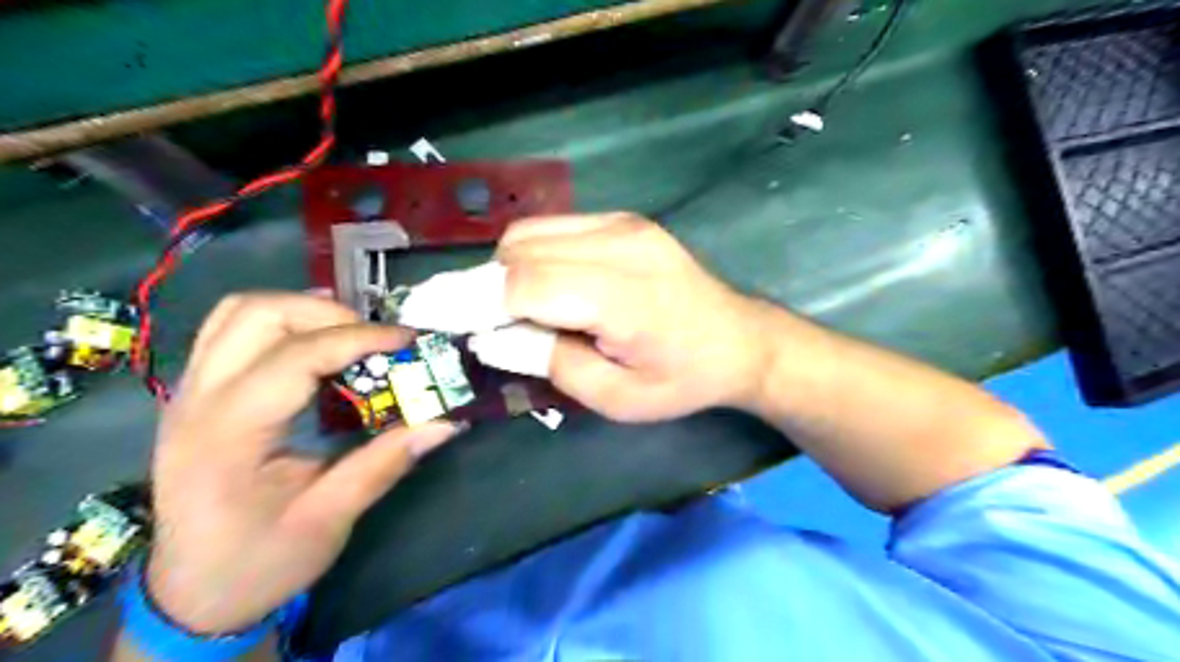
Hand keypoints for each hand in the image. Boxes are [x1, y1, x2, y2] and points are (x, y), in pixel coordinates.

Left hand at [143, 292, 454, 632]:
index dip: (358, 339)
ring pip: (239, 312)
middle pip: (256, 314)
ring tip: (351, 336)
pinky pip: (233, 331)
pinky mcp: (198, 395)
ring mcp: (189, 393)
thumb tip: (445, 422)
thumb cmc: (260, 561)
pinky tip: (318, 347)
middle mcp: (196, 401)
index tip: (409, 341)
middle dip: (327, 314)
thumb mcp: (330, 518)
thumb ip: (386, 461)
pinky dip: (282, 325)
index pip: (295, 357)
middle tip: (376, 340)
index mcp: (227, 435)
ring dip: (302, 311)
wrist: (194, 595)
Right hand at [496, 212, 775, 422]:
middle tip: (492, 328)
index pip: (524, 285)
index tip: (436, 320)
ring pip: (529, 233)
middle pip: (519, 251)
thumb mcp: (616, 397)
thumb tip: (488, 337)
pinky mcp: (623, 219)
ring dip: (508, 271)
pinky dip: (533, 256)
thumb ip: (550, 363)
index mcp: (623, 297)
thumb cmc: (682, 379)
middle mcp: (619, 244)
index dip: (472, 302)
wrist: (741, 340)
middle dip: (487, 289)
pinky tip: (552, 287)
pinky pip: (553, 228)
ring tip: (526, 311)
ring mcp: (623, 223)